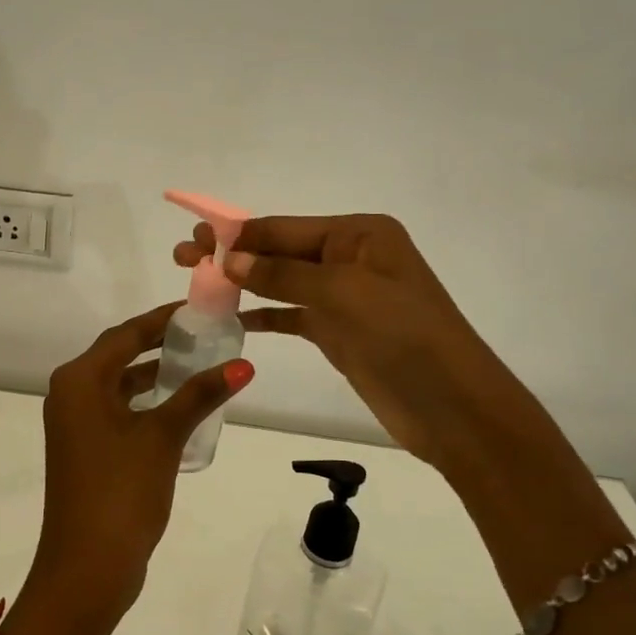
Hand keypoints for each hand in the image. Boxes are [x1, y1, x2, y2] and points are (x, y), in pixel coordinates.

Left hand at [28, 302, 255, 634]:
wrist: (86, 568)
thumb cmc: (121, 491)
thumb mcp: (163, 436)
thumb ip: (200, 395)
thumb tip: (244, 365)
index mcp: (80, 380)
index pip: (126, 334)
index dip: (162, 319)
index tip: (198, 308)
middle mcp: (71, 394)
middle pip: (120, 355)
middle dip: (161, 344)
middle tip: (205, 334)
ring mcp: (76, 425)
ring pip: (120, 385)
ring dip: (156, 375)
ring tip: (202, 365)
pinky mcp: (87, 450)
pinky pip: (119, 411)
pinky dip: (148, 404)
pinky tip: (182, 407)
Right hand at [175, 215, 556, 481]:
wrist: (453, 406)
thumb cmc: (404, 334)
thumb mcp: (343, 294)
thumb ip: (283, 275)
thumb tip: (229, 259)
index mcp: (360, 235)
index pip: (285, 228)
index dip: (238, 233)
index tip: (195, 237)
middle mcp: (351, 258)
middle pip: (280, 251)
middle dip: (233, 255)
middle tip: (183, 257)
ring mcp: (344, 297)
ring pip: (281, 284)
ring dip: (242, 284)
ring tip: (196, 284)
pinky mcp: (339, 332)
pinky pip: (291, 316)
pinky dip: (262, 316)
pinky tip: (230, 318)